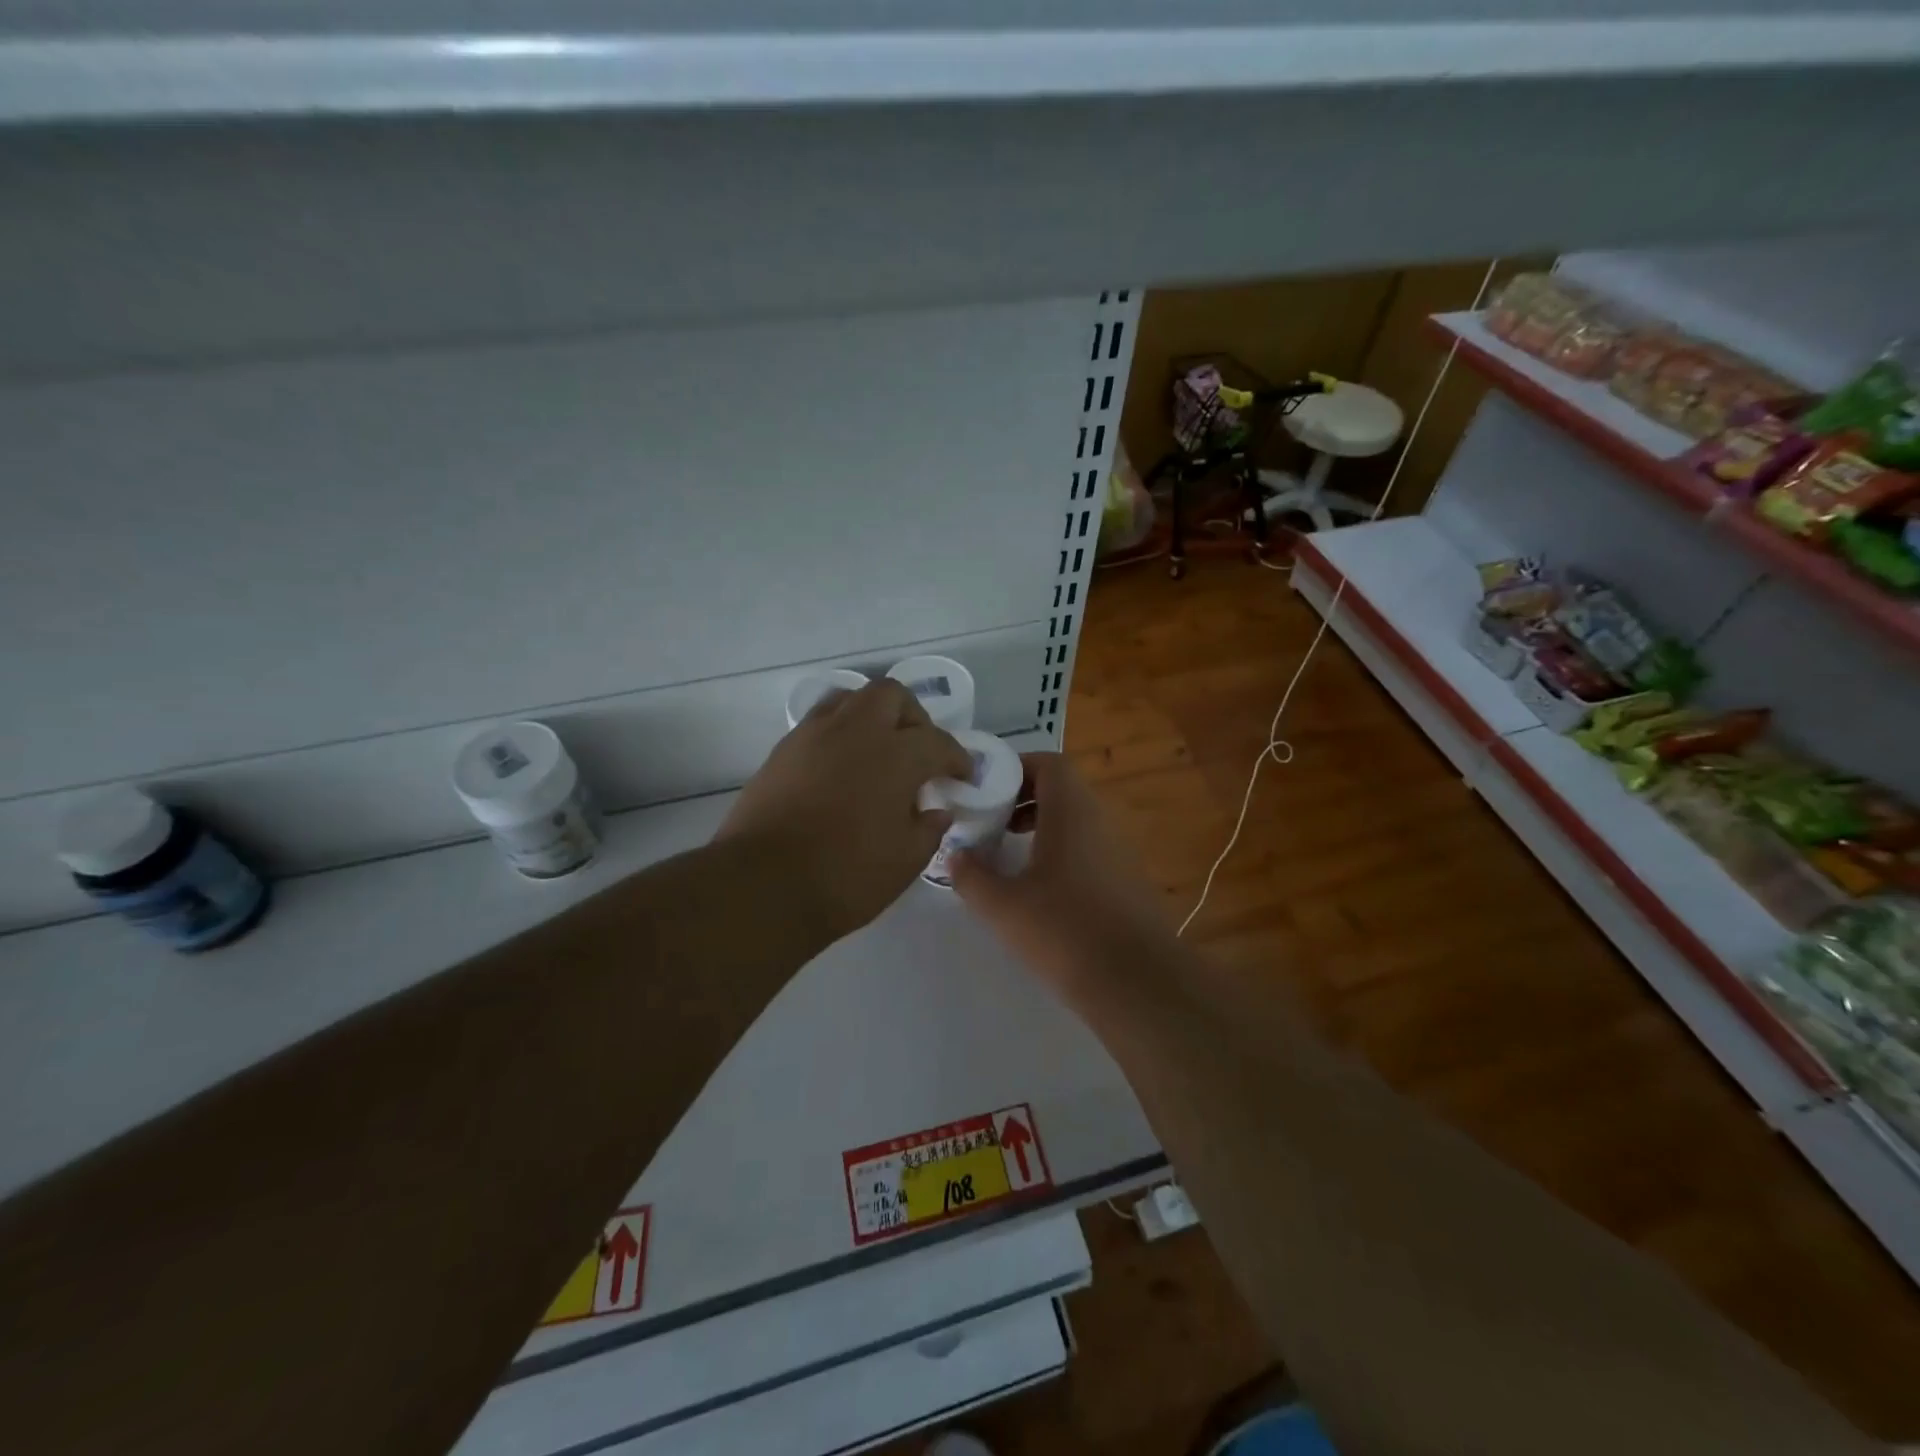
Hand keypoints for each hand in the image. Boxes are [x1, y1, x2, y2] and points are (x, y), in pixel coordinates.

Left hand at [718, 679, 971, 941]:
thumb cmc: (846, 876)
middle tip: (918, 752)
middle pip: (891, 695)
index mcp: (896, 755)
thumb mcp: (905, 861)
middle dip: (913, 717)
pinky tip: (840, 768)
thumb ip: (928, 829)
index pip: (937, 742)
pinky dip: (839, 734)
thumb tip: (936, 811)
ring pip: (850, 699)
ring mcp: (813, 736)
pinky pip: (819, 723)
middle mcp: (856, 731)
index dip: (956, 757)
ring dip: (871, 716)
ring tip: (876, 751)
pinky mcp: (782, 751)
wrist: (762, 886)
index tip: (962, 775)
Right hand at [950, 752, 1177, 994]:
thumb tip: (955, 855)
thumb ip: (972, 876)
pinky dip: (1061, 854)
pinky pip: (1089, 850)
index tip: (985, 791)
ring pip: (1075, 823)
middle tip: (990, 824)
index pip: (1049, 763)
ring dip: (1040, 829)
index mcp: (1072, 812)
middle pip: (1061, 791)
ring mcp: (1119, 852)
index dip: (1016, 768)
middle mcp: (1100, 821)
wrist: (1138, 982)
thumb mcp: (1003, 906)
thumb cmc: (1065, 930)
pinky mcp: (1128, 882)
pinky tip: (1039, 891)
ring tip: (1007, 857)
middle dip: (1022, 801)